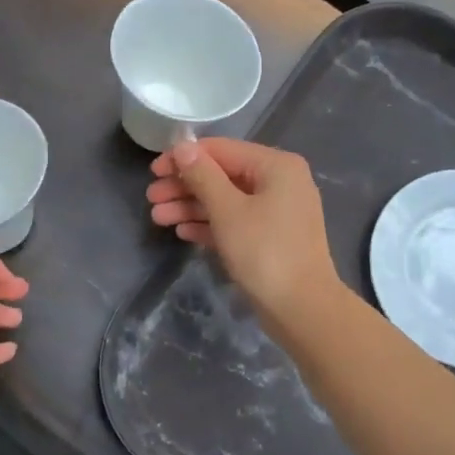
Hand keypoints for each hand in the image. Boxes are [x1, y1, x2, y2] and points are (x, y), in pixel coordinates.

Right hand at [145, 138, 341, 331]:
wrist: (302, 309)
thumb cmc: (265, 252)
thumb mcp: (228, 210)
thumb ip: (203, 175)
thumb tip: (182, 146)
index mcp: (276, 166)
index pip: (222, 149)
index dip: (185, 157)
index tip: (153, 170)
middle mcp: (280, 182)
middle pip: (223, 175)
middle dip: (185, 186)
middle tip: (151, 198)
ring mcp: (277, 212)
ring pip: (227, 201)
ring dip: (192, 207)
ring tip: (158, 218)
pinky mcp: (271, 238)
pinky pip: (236, 222)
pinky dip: (210, 225)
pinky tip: (183, 232)